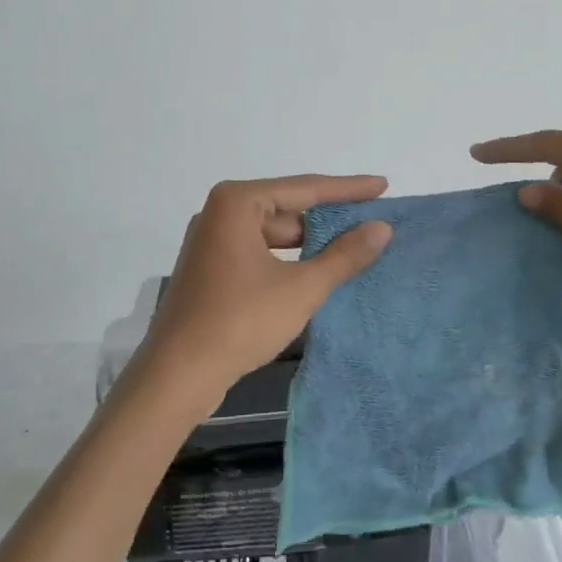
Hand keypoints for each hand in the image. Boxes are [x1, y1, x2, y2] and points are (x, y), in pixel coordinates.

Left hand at [134, 174, 393, 399]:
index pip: (305, 188)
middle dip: (330, 219)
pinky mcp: (213, 269)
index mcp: (237, 203)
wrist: (177, 375)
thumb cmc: (240, 321)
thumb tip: (382, 228)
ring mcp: (213, 242)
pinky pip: (261, 253)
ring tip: (356, 248)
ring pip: (275, 234)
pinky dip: (290, 260)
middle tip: (374, 222)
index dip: (349, 189)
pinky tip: (319, 272)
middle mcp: (221, 213)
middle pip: (289, 209)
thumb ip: (345, 256)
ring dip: (312, 243)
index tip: (383, 185)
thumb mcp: (301, 288)